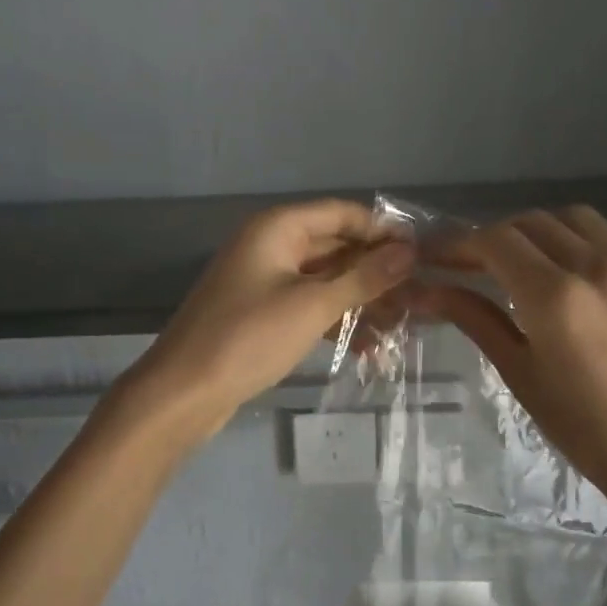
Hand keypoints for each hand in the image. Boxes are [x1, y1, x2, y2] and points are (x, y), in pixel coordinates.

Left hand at [128, 200, 415, 443]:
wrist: (184, 392)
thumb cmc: (249, 338)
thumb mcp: (313, 305)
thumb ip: (364, 277)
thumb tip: (409, 251)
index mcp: (278, 228)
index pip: (342, 213)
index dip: (383, 230)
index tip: (422, 253)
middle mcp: (271, 245)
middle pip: (335, 245)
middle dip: (375, 269)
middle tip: (419, 293)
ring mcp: (265, 280)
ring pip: (324, 278)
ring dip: (360, 298)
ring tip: (402, 323)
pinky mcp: (262, 313)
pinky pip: (308, 304)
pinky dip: (335, 319)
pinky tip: (367, 347)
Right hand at [413, 206, 606, 540]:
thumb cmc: (583, 428)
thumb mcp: (519, 373)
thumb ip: (474, 318)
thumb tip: (425, 291)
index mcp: (556, 296)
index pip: (496, 240)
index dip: (460, 244)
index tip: (441, 257)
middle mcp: (600, 268)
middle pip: (534, 222)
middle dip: (498, 237)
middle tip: (479, 265)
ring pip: (581, 222)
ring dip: (545, 233)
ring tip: (533, 265)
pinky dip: (591, 256)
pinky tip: (588, 292)